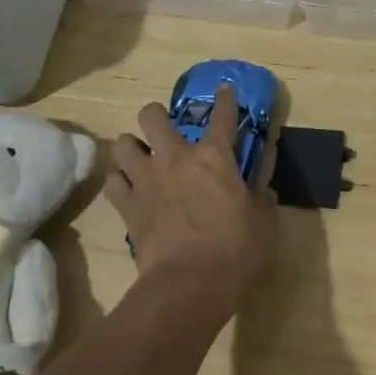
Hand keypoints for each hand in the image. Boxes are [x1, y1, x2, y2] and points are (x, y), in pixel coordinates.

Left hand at [105, 84, 274, 321]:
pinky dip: (119, 182)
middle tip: (163, 128)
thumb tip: (262, 193)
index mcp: (214, 157)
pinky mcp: (128, 207)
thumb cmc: (235, 250)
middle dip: (155, 116)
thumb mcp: (262, 223)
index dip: (225, 99)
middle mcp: (176, 158)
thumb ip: (260, 201)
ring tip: (140, 158)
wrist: (188, 285)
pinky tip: (128, 189)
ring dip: (131, 147)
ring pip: (123, 144)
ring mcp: (147, 180)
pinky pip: (113, 182)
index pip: (223, 116)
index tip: (224, 89)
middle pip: (152, 117)